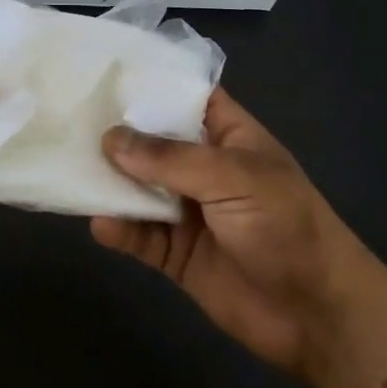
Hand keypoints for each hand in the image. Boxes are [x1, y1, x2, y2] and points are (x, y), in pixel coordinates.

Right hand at [93, 88, 386, 387]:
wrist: (320, 318)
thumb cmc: (285, 226)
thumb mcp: (232, 177)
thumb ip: (170, 159)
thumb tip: (110, 139)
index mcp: (226, 135)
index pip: (182, 96)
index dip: (148, 83)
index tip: (101, 68)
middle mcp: (202, 166)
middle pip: (151, 141)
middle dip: (116, 132)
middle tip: (66, 115)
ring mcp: (188, 210)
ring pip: (139, 187)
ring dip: (110, 181)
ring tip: (70, 167)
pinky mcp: (178, 254)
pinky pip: (140, 235)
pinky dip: (119, 229)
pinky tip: (99, 224)